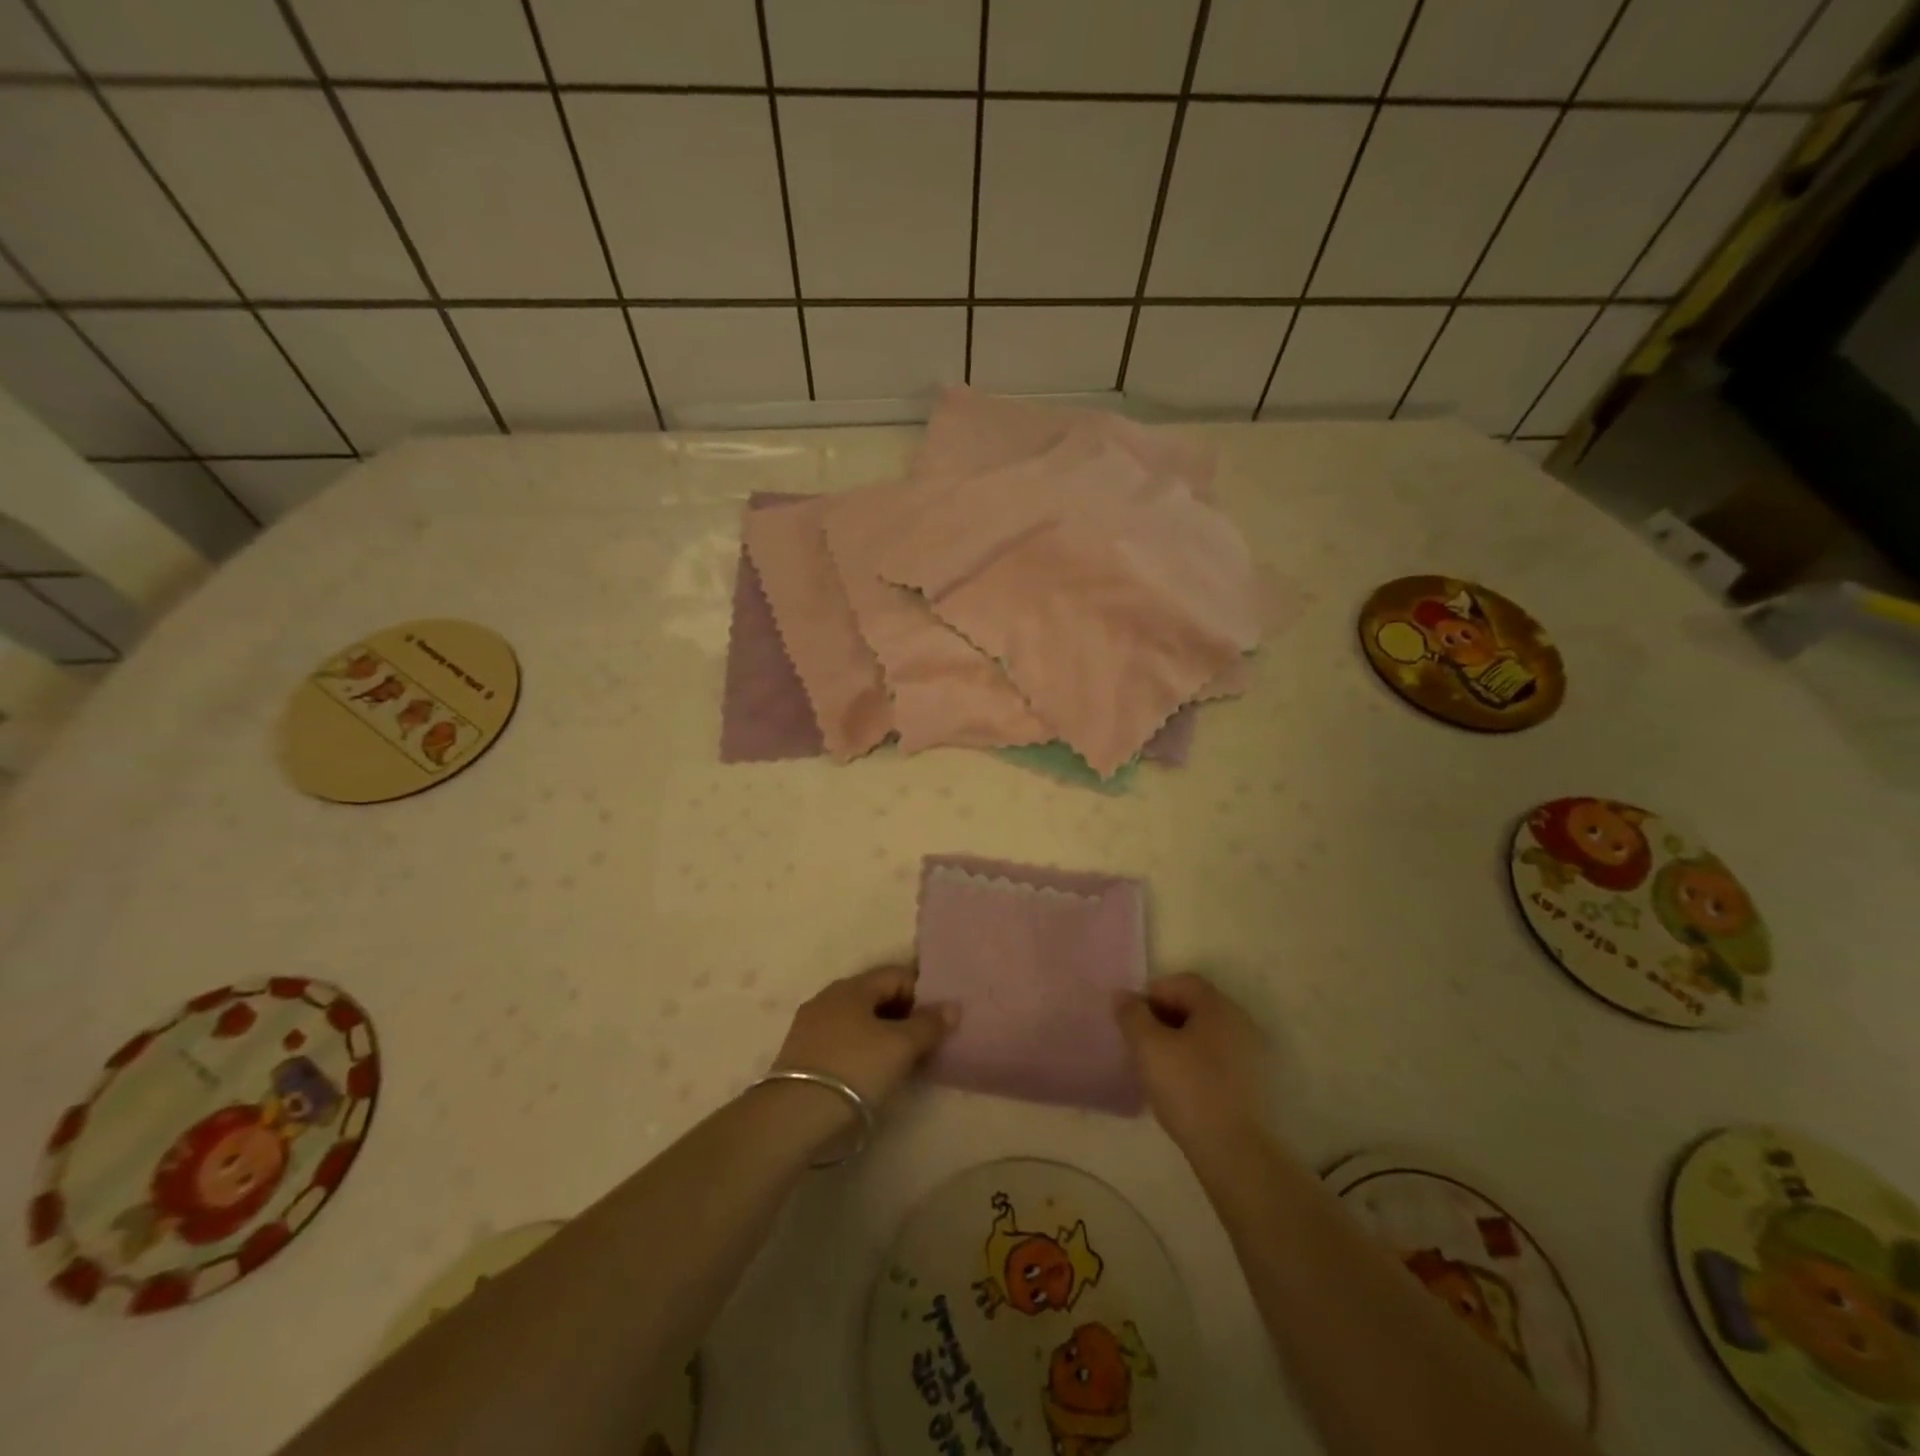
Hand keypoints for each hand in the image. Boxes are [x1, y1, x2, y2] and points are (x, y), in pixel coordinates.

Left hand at [771, 965, 956, 1113]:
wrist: (794, 1115)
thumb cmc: (855, 1068)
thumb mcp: (900, 1047)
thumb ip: (929, 1025)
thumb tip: (952, 1007)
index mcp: (853, 986)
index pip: (897, 975)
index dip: (922, 993)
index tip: (937, 1021)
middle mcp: (829, 996)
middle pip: (876, 995)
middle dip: (903, 1014)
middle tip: (924, 1042)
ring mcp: (811, 1023)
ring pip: (858, 1018)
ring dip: (882, 1032)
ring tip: (900, 1060)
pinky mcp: (801, 1051)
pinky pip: (842, 1038)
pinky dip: (862, 1047)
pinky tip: (870, 1071)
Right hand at [1116, 972, 1267, 1157]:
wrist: (1233, 1151)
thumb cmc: (1188, 1088)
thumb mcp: (1148, 1047)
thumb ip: (1132, 1015)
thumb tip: (1123, 996)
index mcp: (1218, 1006)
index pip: (1181, 982)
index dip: (1151, 994)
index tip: (1132, 1021)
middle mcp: (1240, 1021)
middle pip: (1194, 1005)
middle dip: (1163, 1017)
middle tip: (1140, 1042)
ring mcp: (1251, 1052)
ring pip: (1204, 1032)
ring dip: (1178, 1040)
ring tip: (1157, 1065)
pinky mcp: (1252, 1081)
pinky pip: (1216, 1056)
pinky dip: (1195, 1060)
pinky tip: (1180, 1084)